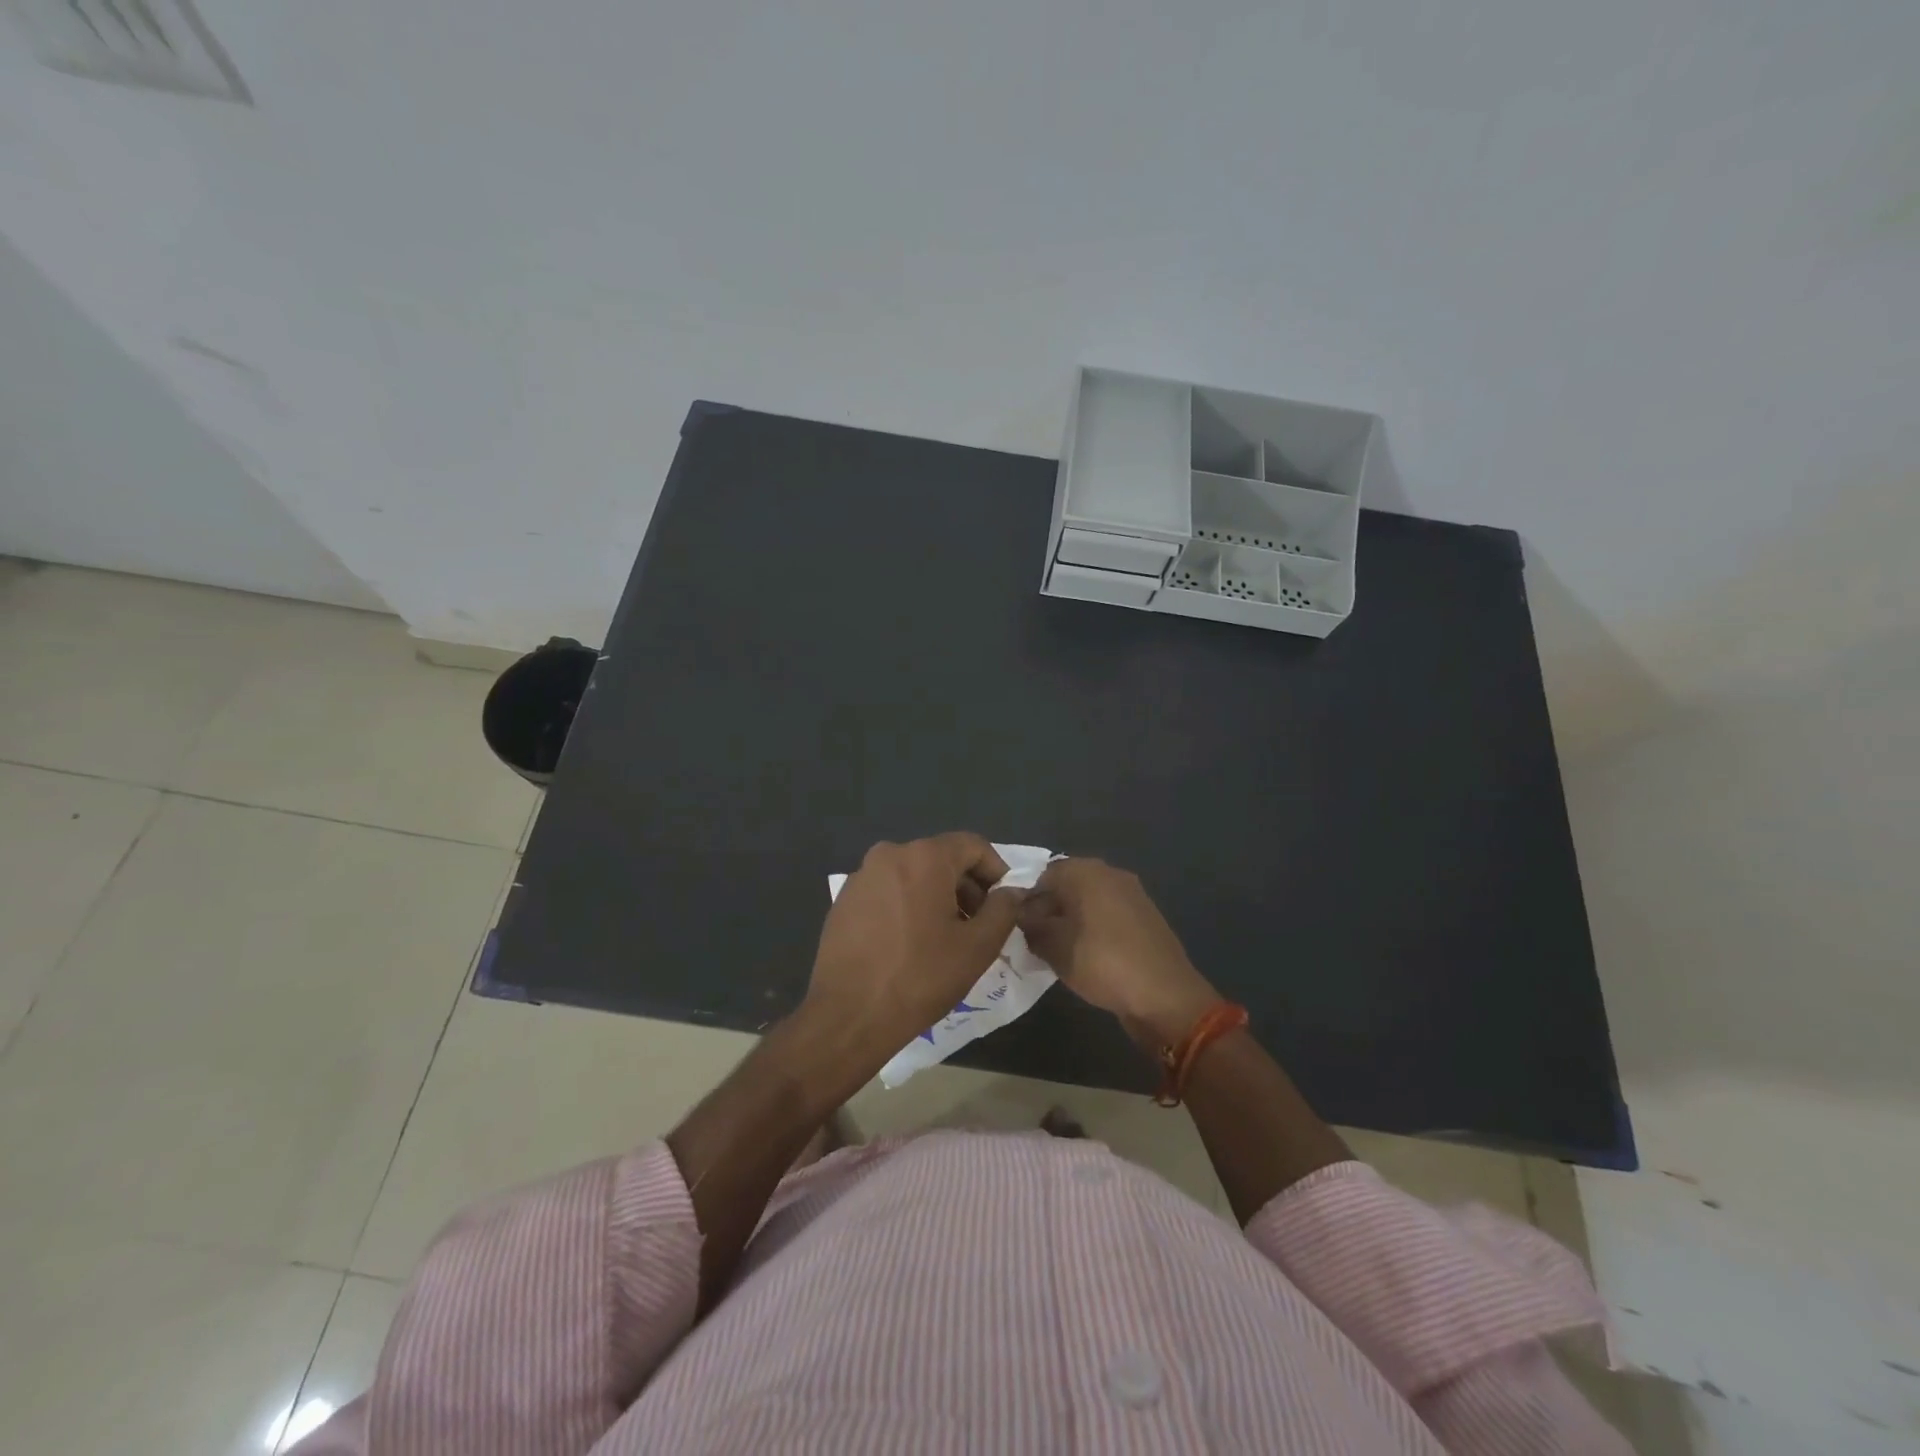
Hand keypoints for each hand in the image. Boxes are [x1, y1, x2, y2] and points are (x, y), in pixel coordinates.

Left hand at [807, 834, 1024, 1054]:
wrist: (848, 1015)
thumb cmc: (920, 977)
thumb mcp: (977, 947)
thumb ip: (1003, 910)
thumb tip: (1012, 892)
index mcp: (924, 856)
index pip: (973, 846)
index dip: (996, 871)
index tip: (1004, 904)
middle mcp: (889, 854)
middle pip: (942, 858)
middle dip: (967, 887)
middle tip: (979, 926)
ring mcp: (861, 876)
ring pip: (913, 875)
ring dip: (937, 898)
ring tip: (945, 939)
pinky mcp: (844, 900)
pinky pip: (888, 891)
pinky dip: (907, 906)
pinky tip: (910, 945)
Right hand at [1017, 859, 1219, 1046]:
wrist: (1165, 996)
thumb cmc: (1102, 963)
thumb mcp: (1054, 947)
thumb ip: (1030, 925)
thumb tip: (1022, 915)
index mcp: (1085, 871)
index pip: (1043, 875)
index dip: (1027, 900)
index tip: (1018, 927)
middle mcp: (1110, 873)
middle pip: (1067, 885)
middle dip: (1049, 909)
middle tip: (1036, 940)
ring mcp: (1132, 894)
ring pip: (1088, 901)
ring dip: (1071, 920)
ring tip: (1059, 951)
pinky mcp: (1145, 916)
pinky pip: (1108, 915)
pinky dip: (1094, 929)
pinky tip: (1088, 956)